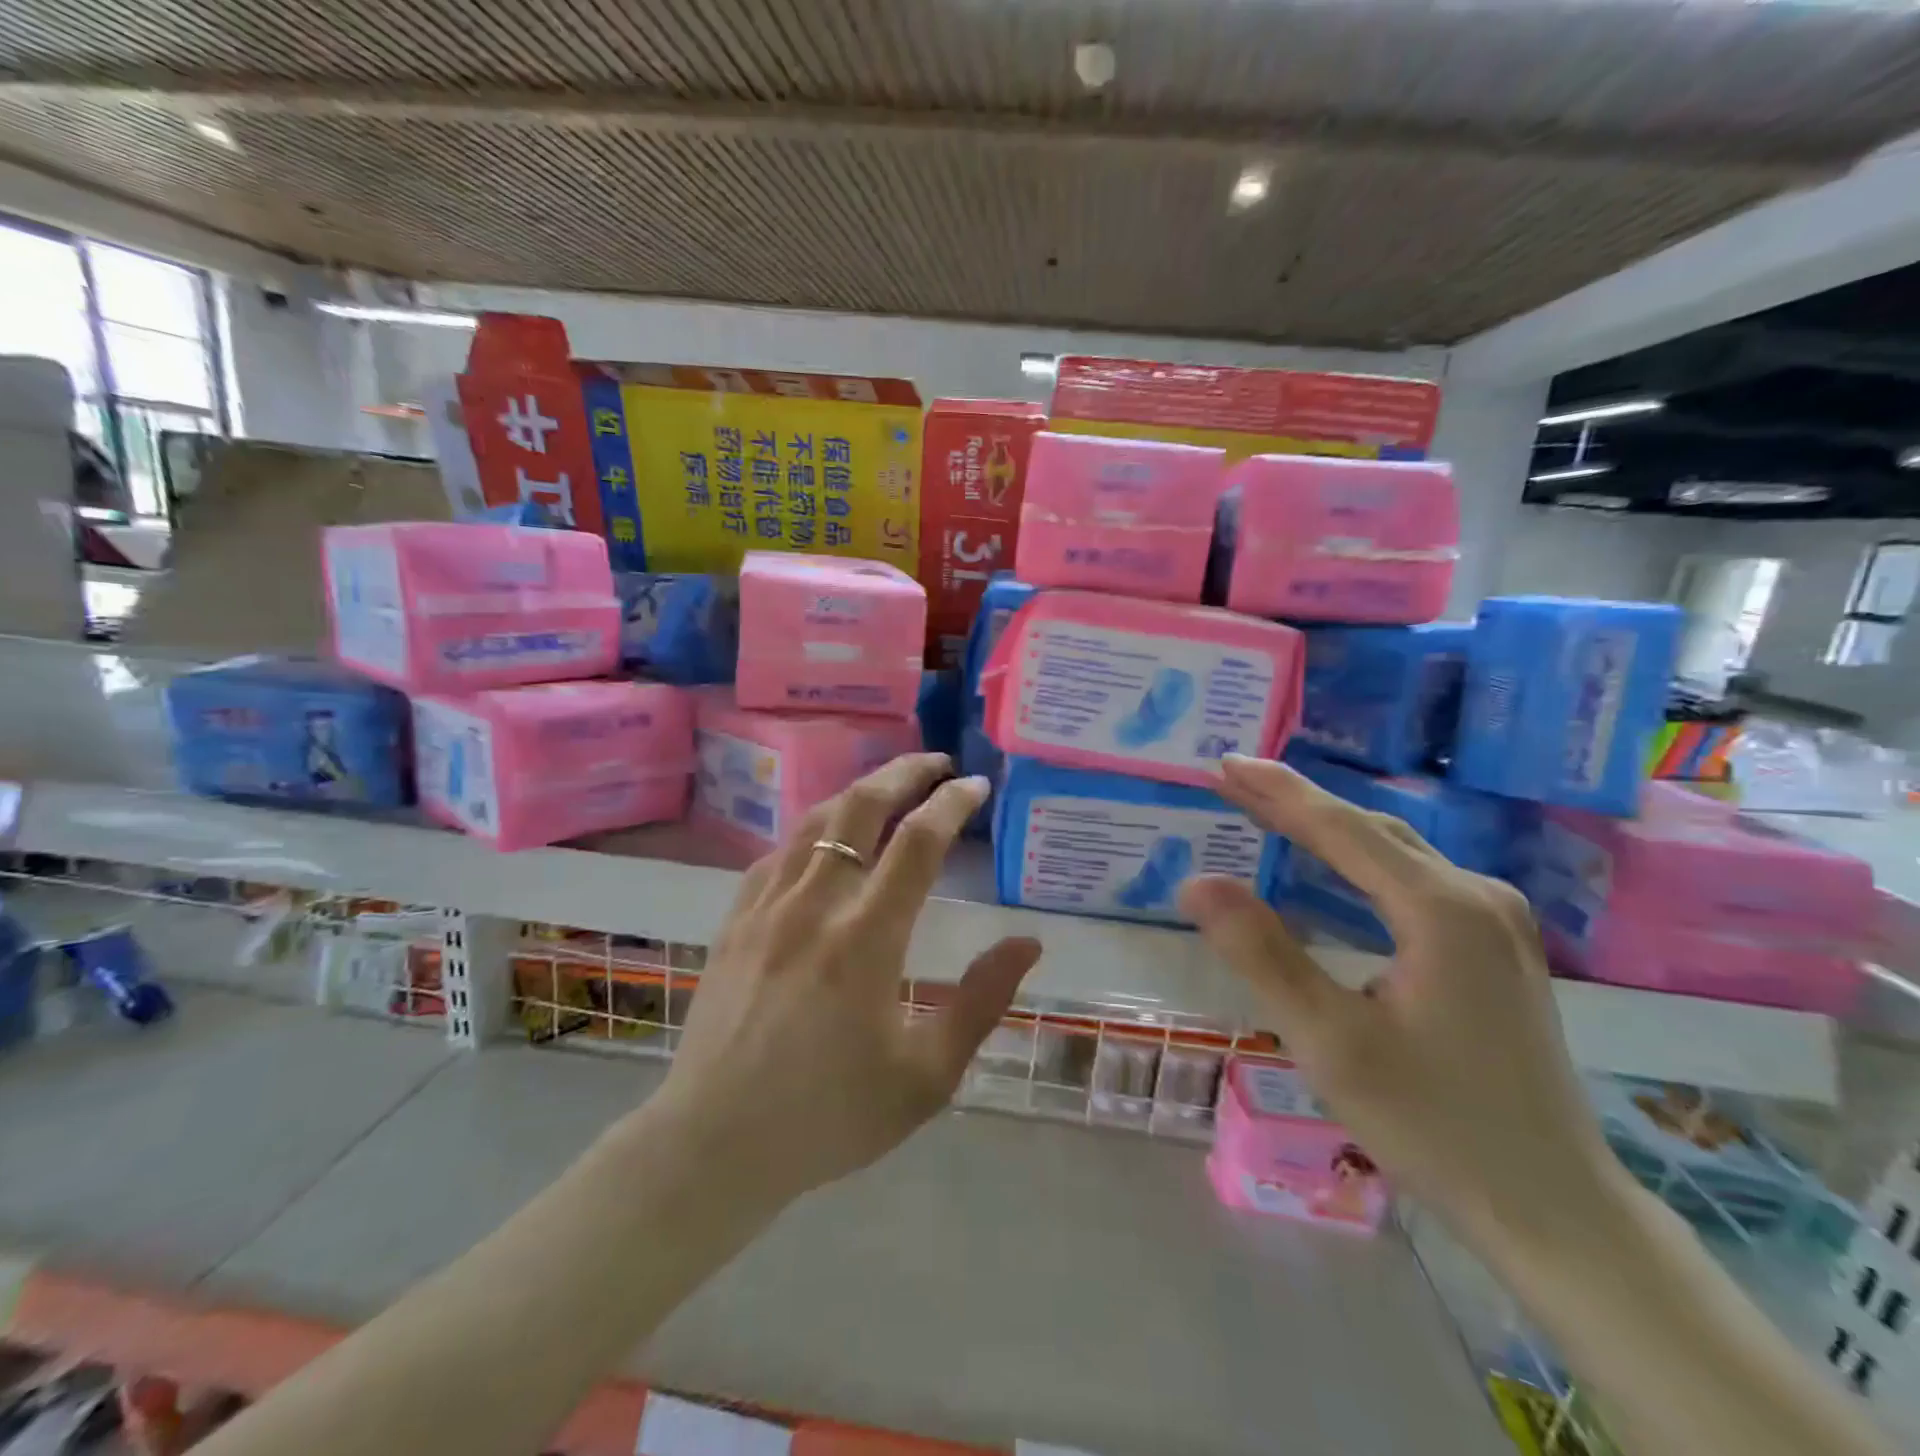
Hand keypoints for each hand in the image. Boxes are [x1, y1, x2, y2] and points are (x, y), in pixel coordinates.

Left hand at [657, 753, 1041, 1210]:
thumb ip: (981, 1002)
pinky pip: (778, 853)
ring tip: (889, 787)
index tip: (976, 786)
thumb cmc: (830, 1116)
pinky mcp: (734, 921)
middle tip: (937, 762)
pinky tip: (826, 841)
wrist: (715, 1144)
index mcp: (867, 939)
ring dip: (858, 792)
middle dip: (904, 772)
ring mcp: (766, 907)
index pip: (918, 842)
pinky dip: (813, 832)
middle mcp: (815, 905)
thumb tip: (1028, 943)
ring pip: (816, 821)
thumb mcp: (925, 1076)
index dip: (952, 803)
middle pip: (861, 807)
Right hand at [1180, 754, 1626, 1250]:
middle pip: (1371, 831)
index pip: (1343, 829)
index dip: (1277, 793)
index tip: (1224, 763)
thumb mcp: (1330, 1041)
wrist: (1553, 1207)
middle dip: (1297, 802)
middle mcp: (1478, 897)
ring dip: (1326, 828)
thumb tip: (1196, 882)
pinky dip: (1358, 861)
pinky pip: (1413, 880)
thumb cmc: (1434, 1125)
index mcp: (1442, 911)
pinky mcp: (1495, 946)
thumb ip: (1262, 953)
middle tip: (1231, 778)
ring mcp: (1496, 920)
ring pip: (1395, 852)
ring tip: (1264, 809)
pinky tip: (1329, 867)